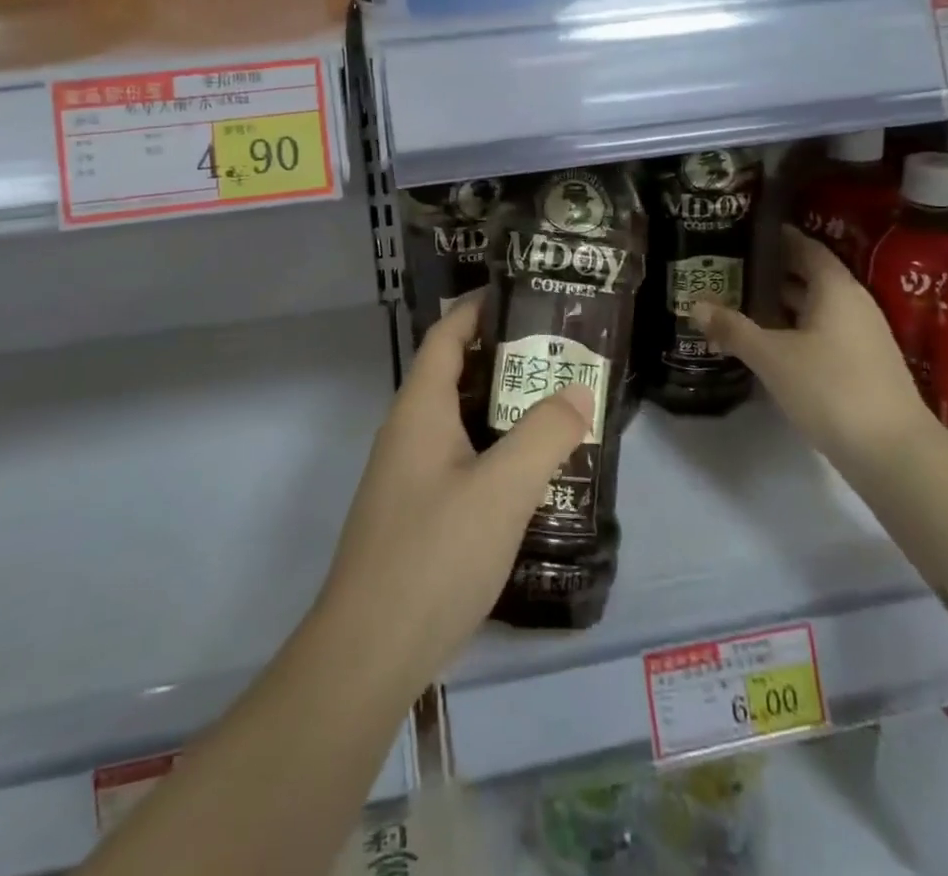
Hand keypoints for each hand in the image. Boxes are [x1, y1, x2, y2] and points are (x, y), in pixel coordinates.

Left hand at [312, 295, 595, 697]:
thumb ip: (545, 435)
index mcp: (419, 409)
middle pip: (454, 374)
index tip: (523, 295)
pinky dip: (493, 447)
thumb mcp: (502, 489)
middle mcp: (408, 432)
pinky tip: (528, 470)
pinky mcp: (415, 512)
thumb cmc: (434, 555)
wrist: (369, 652)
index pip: (446, 336)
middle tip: (559, 353)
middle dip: (503, 357)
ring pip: (458, 420)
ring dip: (501, 406)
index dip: (478, 309)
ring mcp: (408, 474)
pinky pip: (459, 457)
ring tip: (555, 404)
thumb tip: (578, 391)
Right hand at [691, 226, 927, 464]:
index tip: (743, 233)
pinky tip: (766, 342)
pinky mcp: (861, 365)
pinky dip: (793, 329)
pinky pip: (821, 332)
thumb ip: (733, 328)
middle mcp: (853, 304)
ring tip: (738, 301)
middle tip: (729, 267)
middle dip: (771, 272)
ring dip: (780, 303)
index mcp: (836, 289)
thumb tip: (695, 305)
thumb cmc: (830, 388)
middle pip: (809, 276)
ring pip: (814, 307)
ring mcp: (861, 337)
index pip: (806, 247)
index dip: (777, 238)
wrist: (893, 453)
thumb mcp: (772, 357)